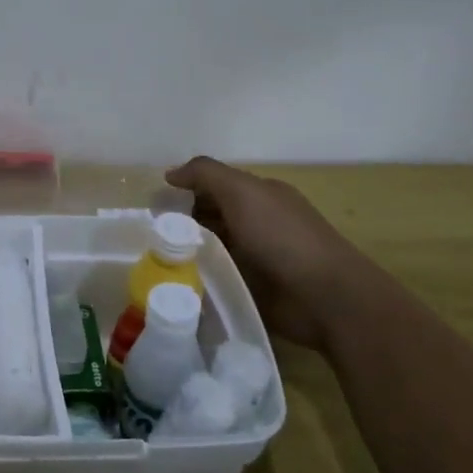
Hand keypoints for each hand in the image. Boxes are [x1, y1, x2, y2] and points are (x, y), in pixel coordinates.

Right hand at [166, 156, 376, 348]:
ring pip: (209, 250)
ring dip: (186, 253)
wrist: (325, 298)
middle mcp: (256, 223)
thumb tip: (170, 173)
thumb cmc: (283, 237)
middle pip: (208, 218)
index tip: (154, 206)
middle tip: (148, 235)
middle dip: (180, 224)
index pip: (213, 186)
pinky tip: (174, 283)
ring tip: (153, 261)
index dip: (185, 191)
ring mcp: (254, 258)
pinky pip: (216, 279)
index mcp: (259, 196)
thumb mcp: (243, 191)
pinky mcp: (251, 290)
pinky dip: (198, 278)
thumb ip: (206, 174)